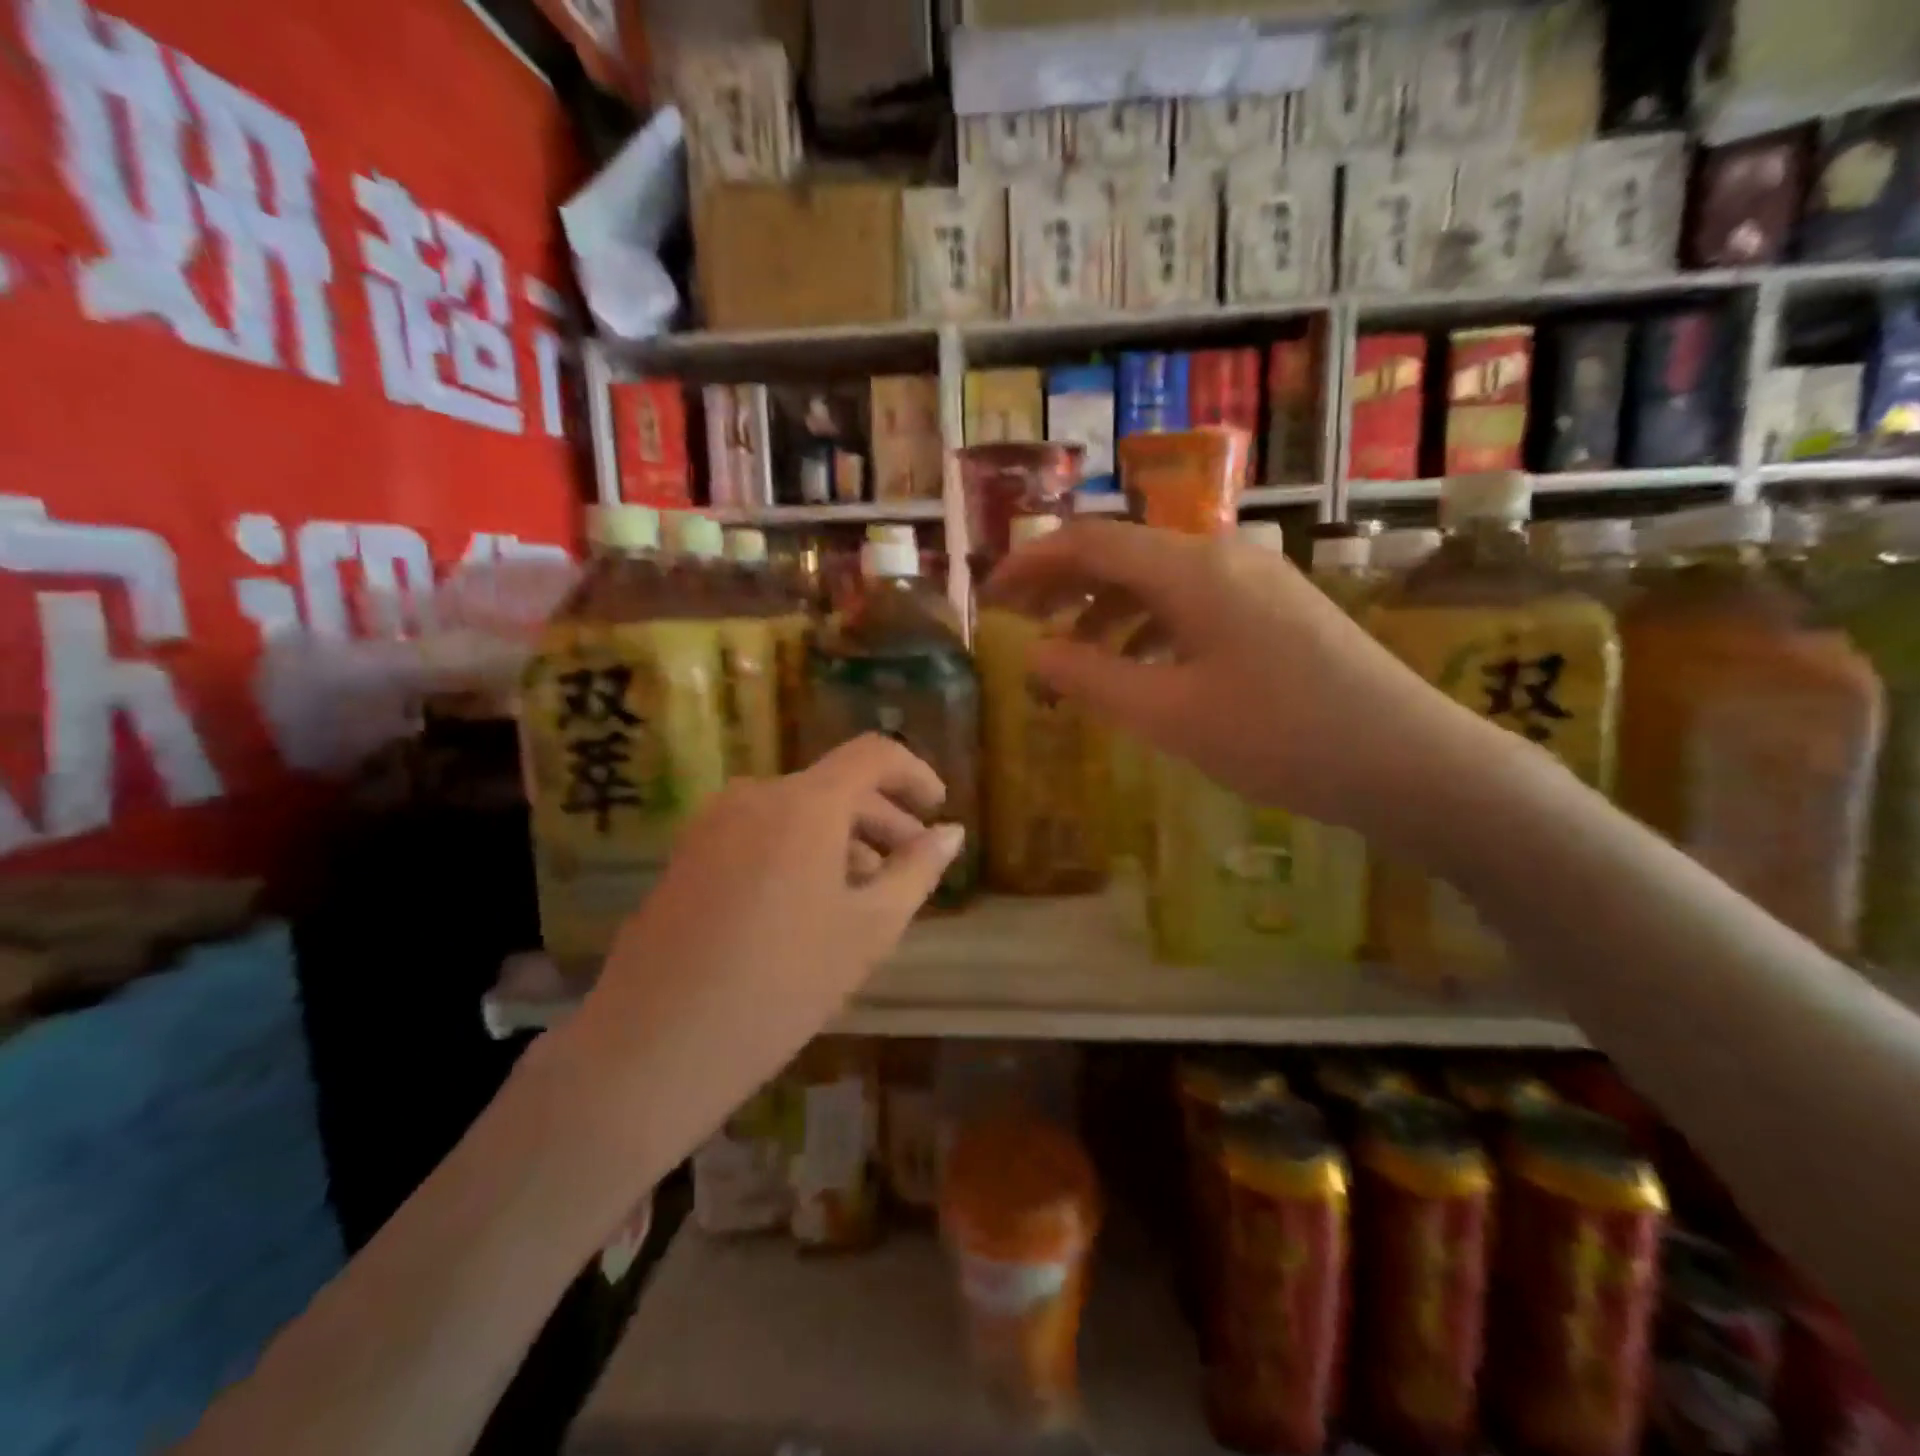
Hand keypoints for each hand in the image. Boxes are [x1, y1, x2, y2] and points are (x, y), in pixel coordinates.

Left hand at [556, 735, 962, 1183]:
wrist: (654, 1046)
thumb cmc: (782, 984)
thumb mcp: (868, 929)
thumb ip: (916, 870)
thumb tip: (951, 832)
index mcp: (805, 803)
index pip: (873, 754)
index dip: (914, 773)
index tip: (938, 808)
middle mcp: (755, 796)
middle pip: (834, 786)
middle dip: (882, 818)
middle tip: (911, 864)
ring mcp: (712, 824)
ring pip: (796, 813)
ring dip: (841, 839)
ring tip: (866, 893)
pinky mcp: (687, 855)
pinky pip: (759, 834)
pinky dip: (799, 852)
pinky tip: (809, 905)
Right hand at [986, 519, 1503, 840]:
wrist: (1408, 760)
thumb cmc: (1279, 736)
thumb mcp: (1168, 714)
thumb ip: (1089, 678)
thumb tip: (1032, 652)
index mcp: (1192, 570)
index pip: (1090, 542)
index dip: (1031, 562)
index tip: (990, 594)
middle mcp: (1223, 557)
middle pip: (1123, 553)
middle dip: (1064, 583)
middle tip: (1020, 621)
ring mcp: (1256, 581)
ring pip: (1159, 580)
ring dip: (1105, 609)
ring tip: (1072, 654)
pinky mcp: (1276, 611)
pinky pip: (1193, 603)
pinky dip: (1149, 626)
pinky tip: (1139, 665)